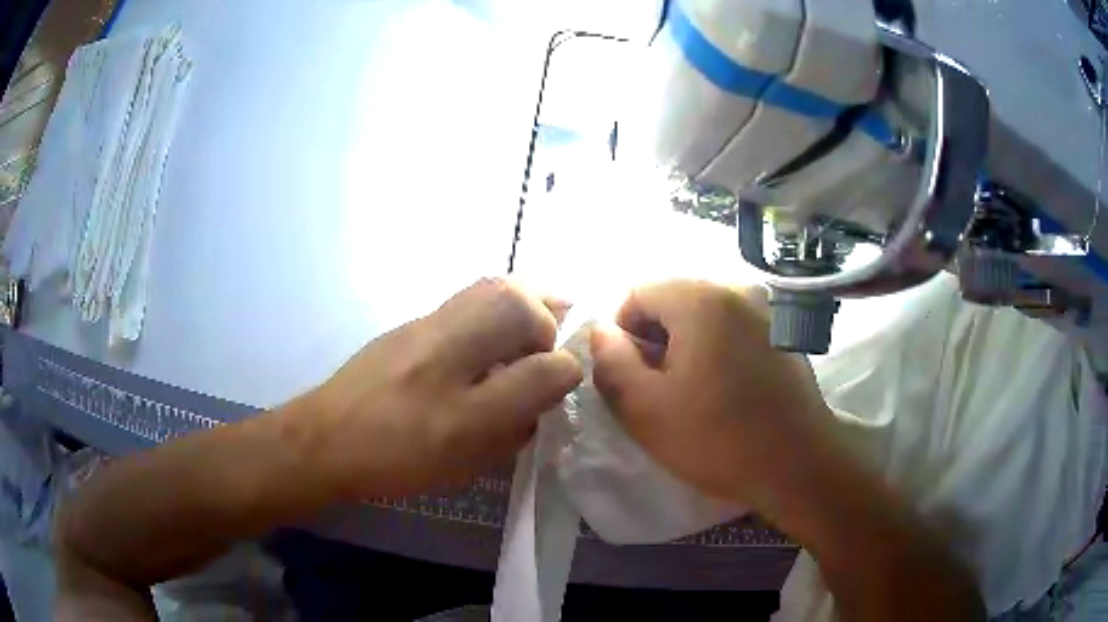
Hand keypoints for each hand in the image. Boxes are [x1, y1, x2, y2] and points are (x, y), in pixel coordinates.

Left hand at [301, 278, 582, 499]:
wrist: (324, 440)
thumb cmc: (395, 458)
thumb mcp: (465, 454)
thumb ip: (517, 414)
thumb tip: (554, 379)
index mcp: (460, 394)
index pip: (536, 363)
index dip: (562, 367)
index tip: (565, 377)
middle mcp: (444, 347)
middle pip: (510, 300)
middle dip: (546, 312)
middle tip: (551, 339)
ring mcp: (422, 328)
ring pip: (487, 290)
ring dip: (521, 301)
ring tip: (530, 328)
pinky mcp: (408, 326)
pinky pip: (465, 299)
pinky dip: (492, 304)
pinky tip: (489, 337)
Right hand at [590, 280, 834, 508]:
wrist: (798, 463)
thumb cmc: (718, 439)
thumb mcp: (645, 410)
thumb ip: (611, 363)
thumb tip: (602, 331)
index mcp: (700, 299)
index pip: (636, 293)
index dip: (623, 334)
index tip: (636, 378)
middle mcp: (735, 289)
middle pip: (671, 300)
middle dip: (655, 340)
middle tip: (663, 390)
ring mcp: (764, 308)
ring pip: (701, 314)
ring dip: (685, 346)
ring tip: (695, 393)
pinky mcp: (781, 330)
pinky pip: (731, 325)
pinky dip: (716, 348)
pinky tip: (727, 389)